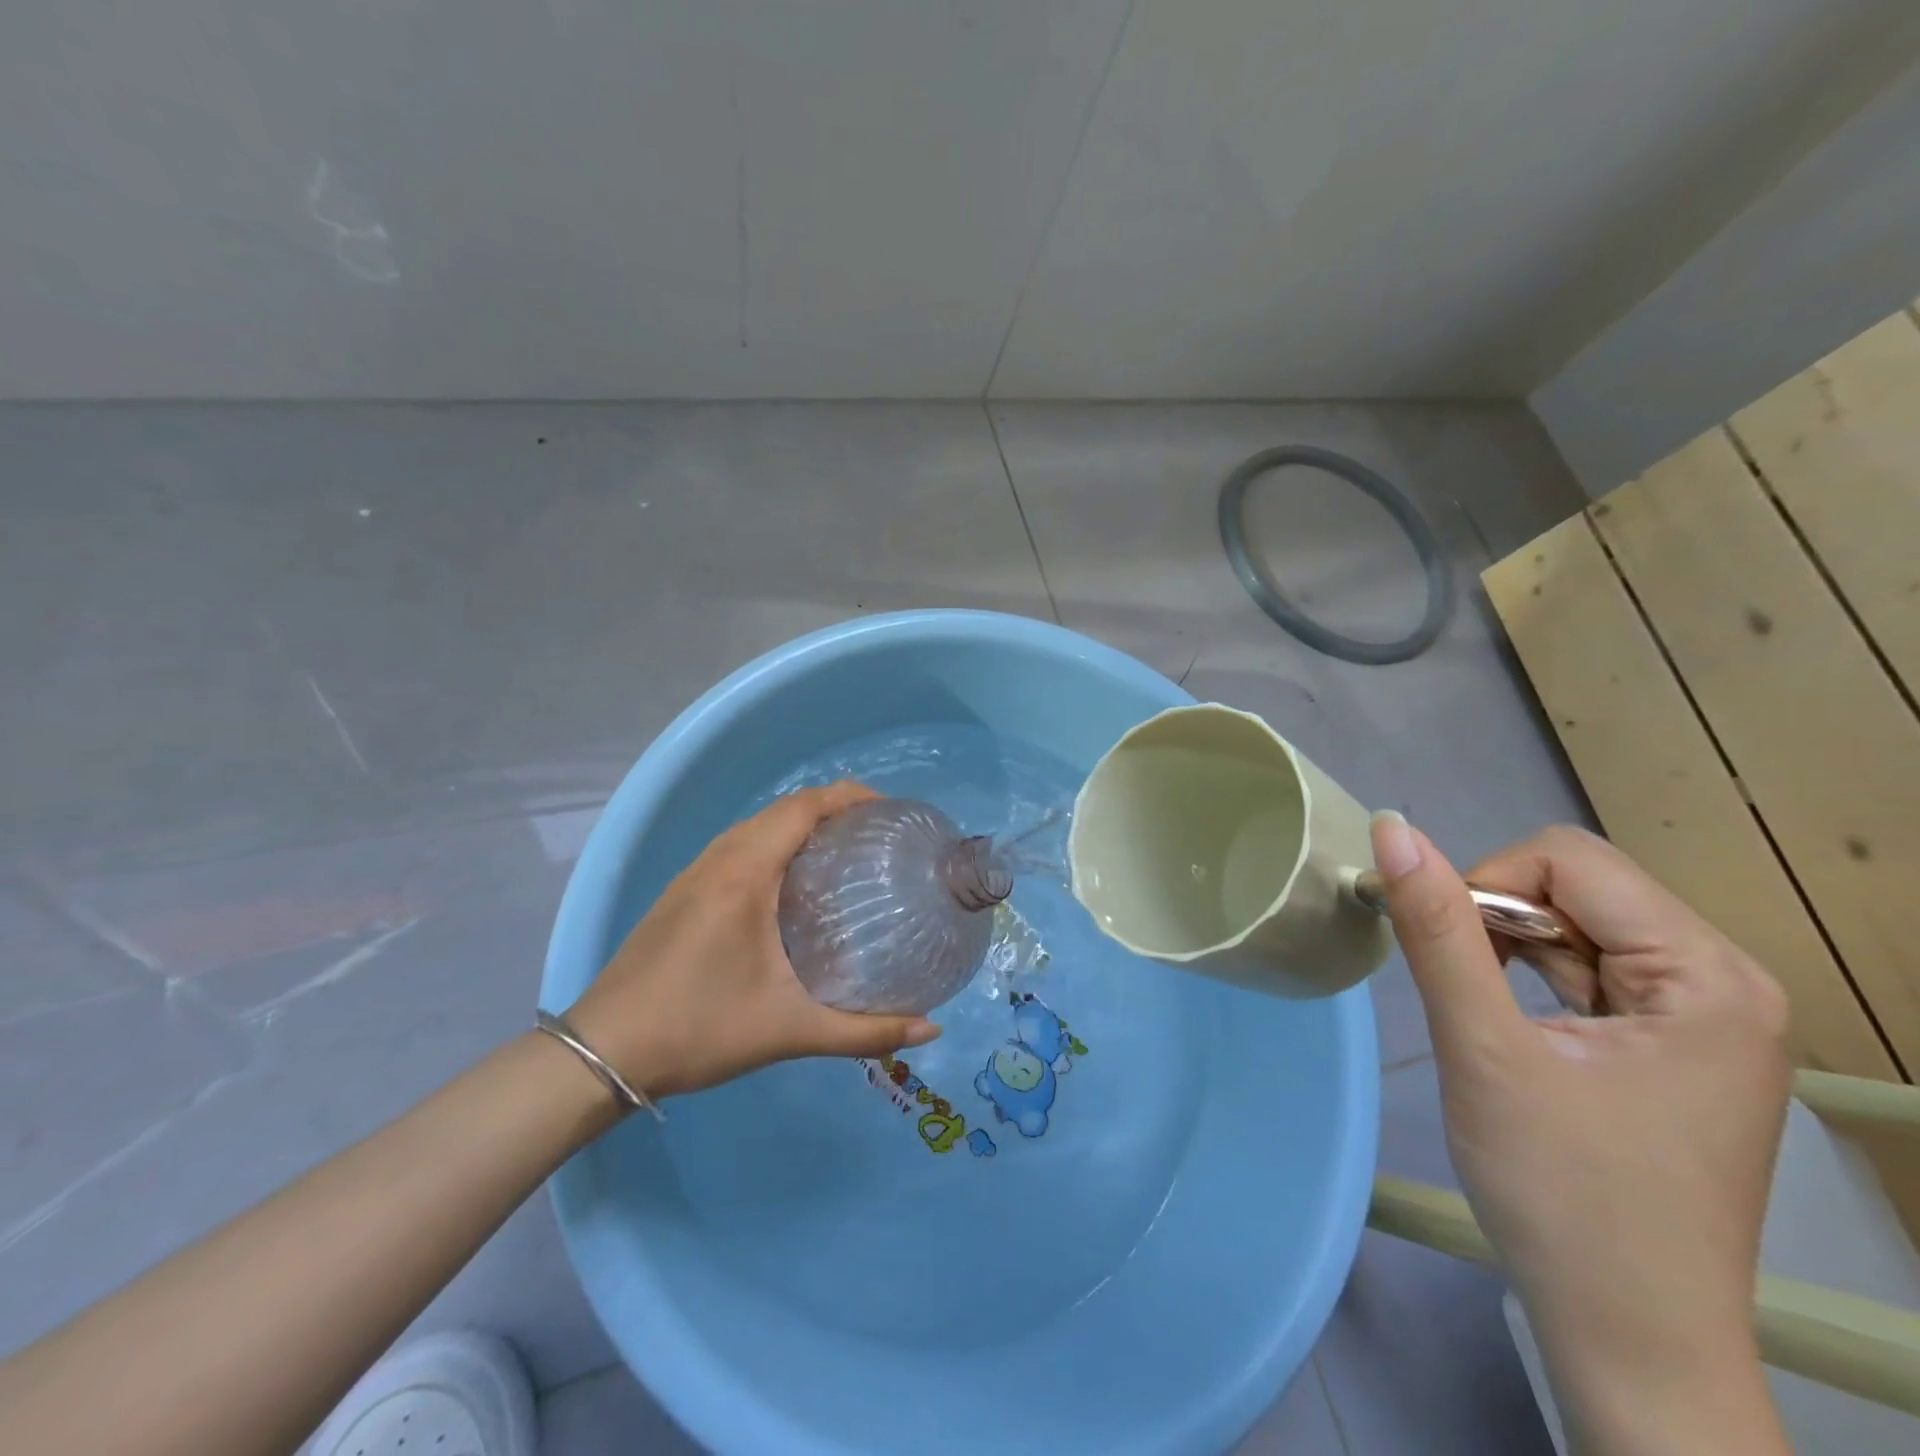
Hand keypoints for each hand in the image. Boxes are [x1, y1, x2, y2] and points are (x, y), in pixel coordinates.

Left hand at [567, 782, 939, 1100]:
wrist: (602, 1053)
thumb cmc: (699, 1030)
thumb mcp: (789, 1031)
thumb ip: (865, 1031)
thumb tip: (931, 1031)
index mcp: (745, 874)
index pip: (802, 808)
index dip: (847, 796)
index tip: (887, 809)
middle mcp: (718, 860)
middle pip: (781, 810)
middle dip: (830, 807)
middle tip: (874, 832)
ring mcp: (693, 873)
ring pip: (754, 826)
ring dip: (797, 824)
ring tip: (840, 849)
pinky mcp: (680, 892)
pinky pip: (735, 846)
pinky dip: (771, 843)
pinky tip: (789, 882)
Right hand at [1370, 816, 1791, 1453]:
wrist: (1626, 1334)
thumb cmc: (1560, 1192)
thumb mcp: (1484, 1049)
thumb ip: (1436, 930)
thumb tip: (1391, 828)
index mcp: (1708, 976)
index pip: (1569, 862)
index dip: (1487, 889)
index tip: (1450, 959)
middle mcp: (1725, 981)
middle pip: (1578, 888)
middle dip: (1500, 923)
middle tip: (1467, 998)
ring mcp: (1706, 1015)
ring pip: (1576, 925)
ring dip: (1511, 953)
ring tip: (1490, 1024)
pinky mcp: (1675, 1042)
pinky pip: (1589, 969)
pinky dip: (1532, 980)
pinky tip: (1517, 1035)